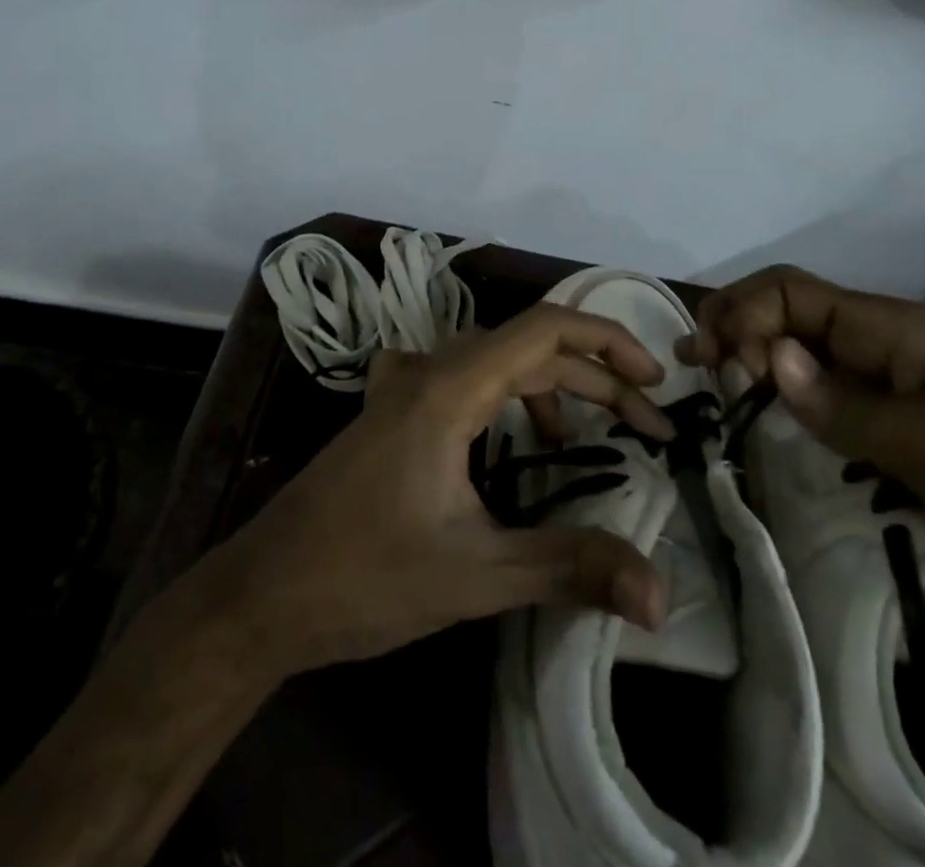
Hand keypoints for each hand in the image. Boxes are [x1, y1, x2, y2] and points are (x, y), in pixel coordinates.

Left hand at [204, 303, 675, 678]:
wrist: (263, 593)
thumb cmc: (364, 576)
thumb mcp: (475, 574)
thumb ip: (569, 568)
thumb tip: (661, 595)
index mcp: (449, 388)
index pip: (543, 329)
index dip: (608, 341)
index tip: (655, 380)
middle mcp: (428, 372)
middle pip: (527, 347)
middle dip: (593, 379)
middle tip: (646, 426)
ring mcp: (404, 388)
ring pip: (495, 363)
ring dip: (550, 389)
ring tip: (587, 441)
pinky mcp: (393, 412)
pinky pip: (466, 381)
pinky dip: (509, 399)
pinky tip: (518, 442)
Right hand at [677, 266, 924, 641]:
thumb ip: (856, 406)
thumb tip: (770, 361)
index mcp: (896, 331)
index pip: (794, 293)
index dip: (747, 314)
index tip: (721, 363)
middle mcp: (880, 353)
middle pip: (786, 319)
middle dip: (735, 330)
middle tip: (698, 371)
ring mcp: (884, 399)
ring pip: (796, 364)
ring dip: (749, 368)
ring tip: (709, 392)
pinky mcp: (889, 443)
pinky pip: (818, 413)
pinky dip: (778, 410)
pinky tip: (754, 427)